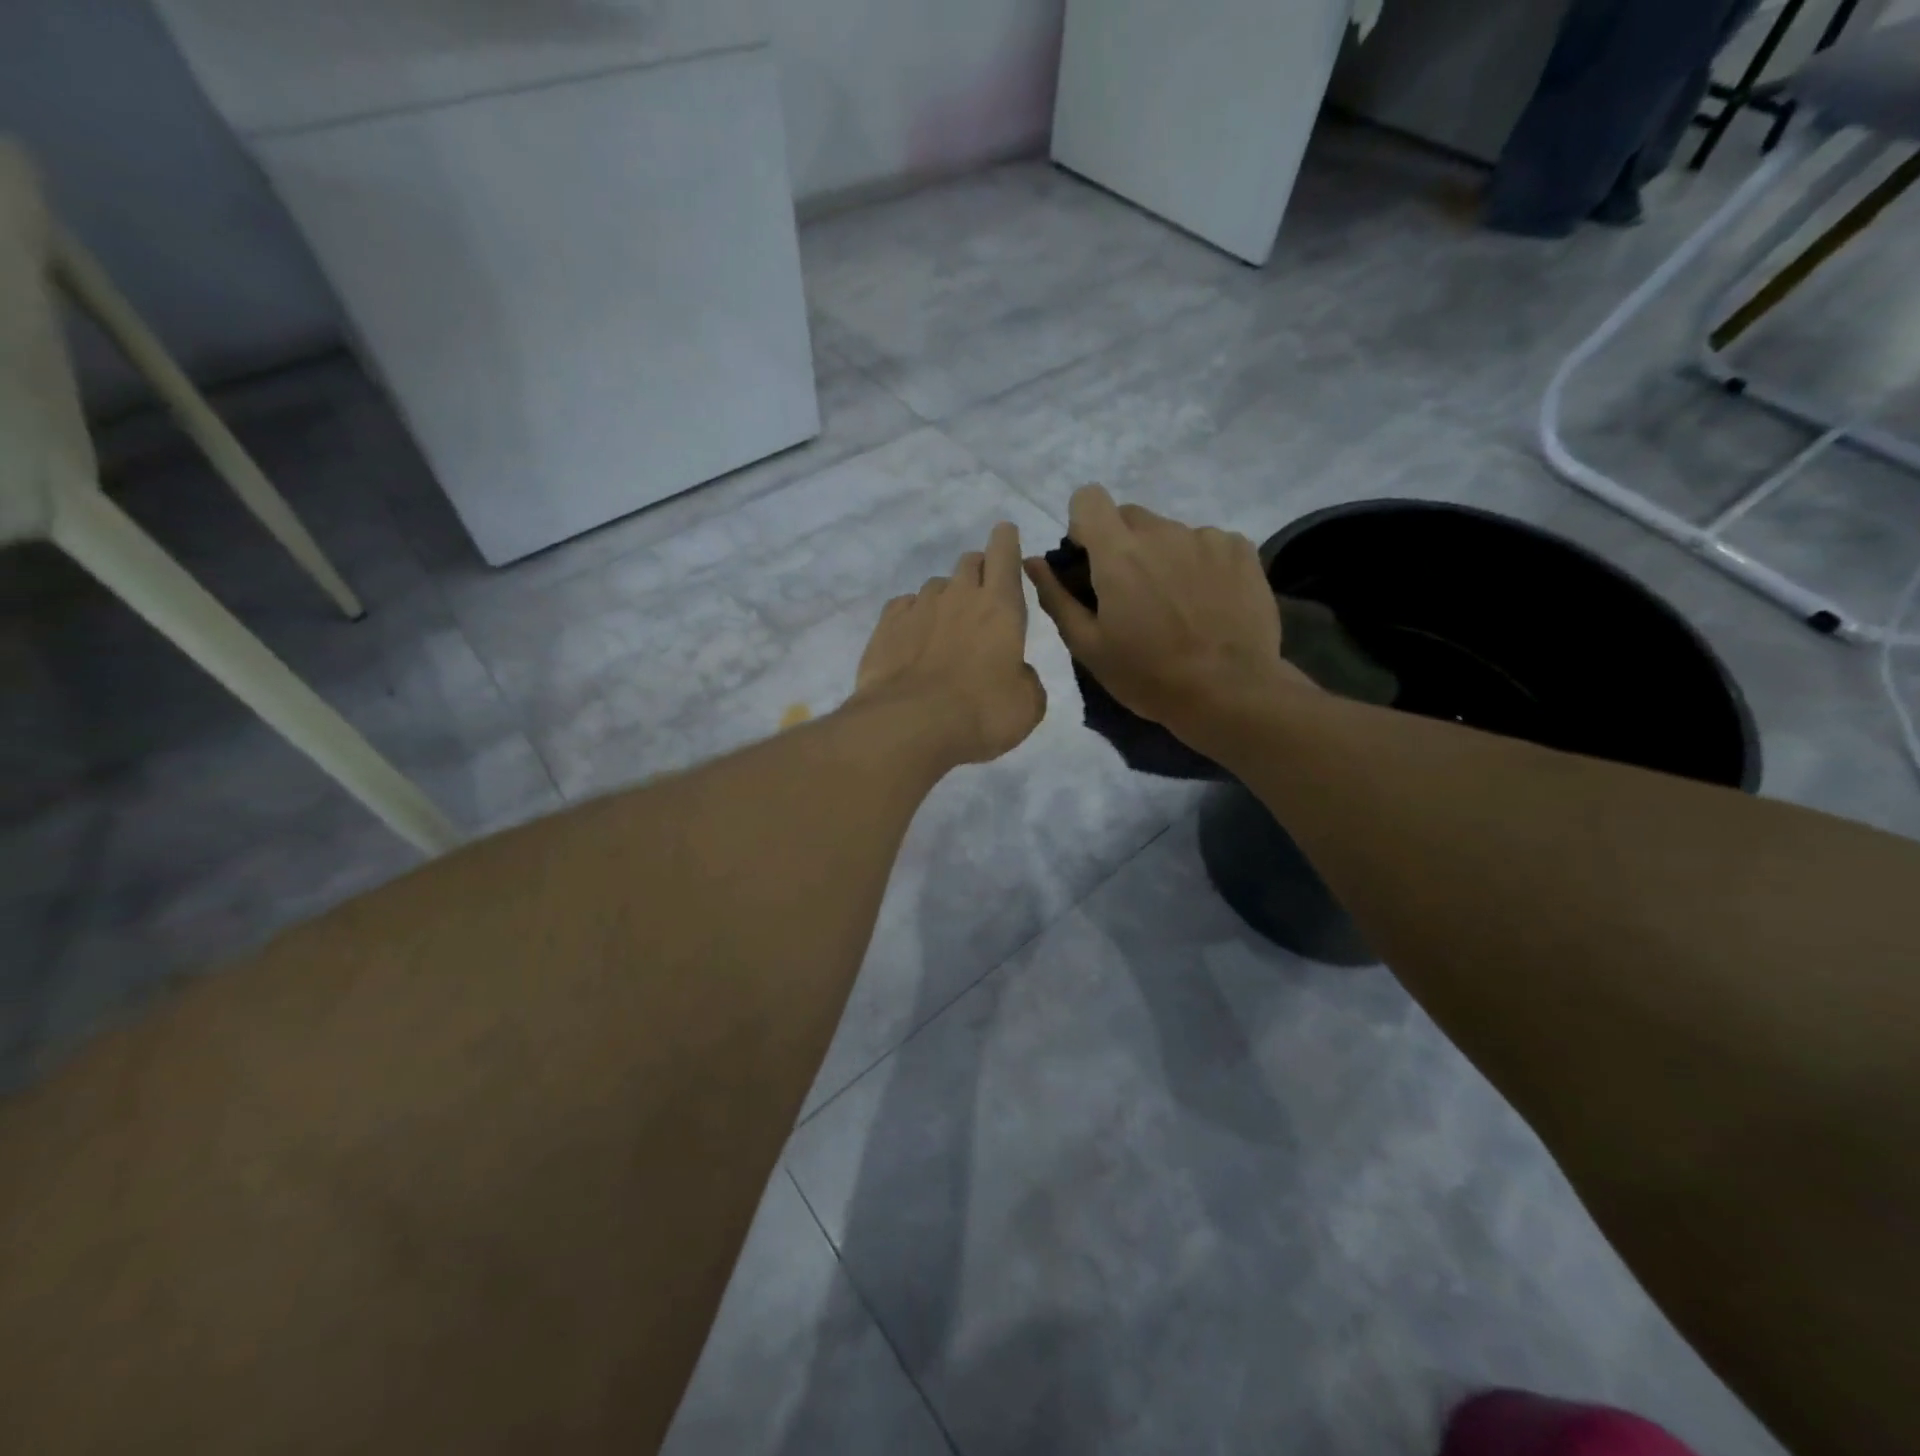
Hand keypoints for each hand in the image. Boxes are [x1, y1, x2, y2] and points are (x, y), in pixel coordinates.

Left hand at [854, 521, 1046, 764]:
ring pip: (936, 586)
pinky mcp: (886, 625)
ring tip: (945, 631)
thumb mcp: (1027, 705)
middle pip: (969, 562)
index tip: (1006, 535)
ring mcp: (918, 607)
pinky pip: (904, 606)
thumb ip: (1026, 679)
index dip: (1007, 541)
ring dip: (945, 599)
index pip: (1005, 553)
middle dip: (979, 571)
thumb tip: (1015, 672)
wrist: (909, 725)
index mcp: (1000, 606)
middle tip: (982, 598)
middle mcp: (959, 595)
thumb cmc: (981, 713)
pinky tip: (913, 639)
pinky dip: (913, 616)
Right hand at [1025, 485, 1306, 733]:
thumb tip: (1032, 562)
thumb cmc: (1148, 676)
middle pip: (1130, 516)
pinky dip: (1200, 565)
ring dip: (1163, 557)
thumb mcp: (1089, 647)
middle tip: (1131, 594)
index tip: (1090, 561)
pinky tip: (1207, 603)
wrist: (1230, 693)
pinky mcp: (1241, 549)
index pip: (1089, 498)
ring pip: (1169, 533)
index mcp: (1118, 553)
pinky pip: (1207, 544)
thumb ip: (1056, 597)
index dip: (1083, 525)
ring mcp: (1206, 537)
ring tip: (1176, 606)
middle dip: (1122, 545)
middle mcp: (1162, 532)